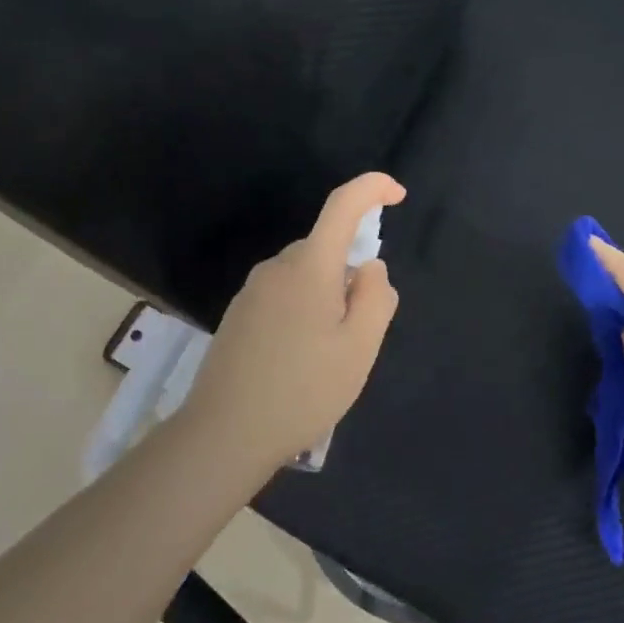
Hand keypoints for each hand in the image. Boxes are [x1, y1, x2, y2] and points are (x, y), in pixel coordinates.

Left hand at [180, 172, 405, 473]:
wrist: (225, 434)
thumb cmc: (303, 389)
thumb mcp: (360, 347)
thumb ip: (375, 296)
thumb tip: (369, 266)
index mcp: (309, 267)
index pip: (343, 205)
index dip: (373, 189)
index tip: (398, 195)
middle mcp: (276, 267)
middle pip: (326, 249)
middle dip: (351, 274)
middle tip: (358, 334)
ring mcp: (252, 291)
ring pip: (306, 276)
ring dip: (327, 299)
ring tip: (327, 358)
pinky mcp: (238, 315)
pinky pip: (285, 296)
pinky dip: (304, 313)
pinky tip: (299, 362)